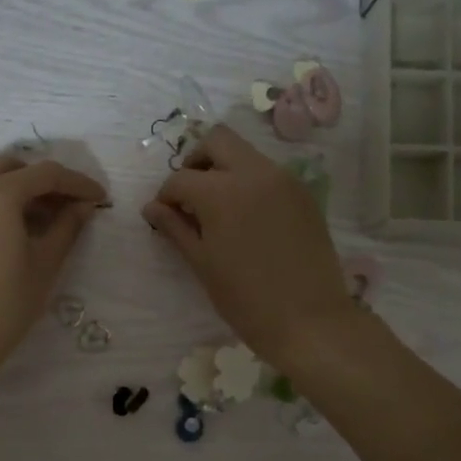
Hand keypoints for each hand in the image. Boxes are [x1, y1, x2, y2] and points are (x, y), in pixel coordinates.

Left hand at [0, 155, 107, 378]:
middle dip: (41, 181)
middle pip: (10, 168)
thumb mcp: (46, 264)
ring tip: (33, 219)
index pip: (46, 174)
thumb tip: (83, 206)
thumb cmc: (7, 302)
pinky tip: (1, 233)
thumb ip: (67, 227)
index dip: (77, 182)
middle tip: (64, 206)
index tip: (98, 197)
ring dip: (12, 189)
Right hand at [143, 125, 353, 368]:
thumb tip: (152, 208)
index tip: (163, 217)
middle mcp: (254, 173)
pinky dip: (250, 184)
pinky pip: (269, 174)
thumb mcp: (202, 263)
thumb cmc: (245, 299)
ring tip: (219, 211)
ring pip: (246, 154)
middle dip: (196, 162)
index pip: (181, 178)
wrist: (309, 320)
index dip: (166, 197)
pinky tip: (247, 220)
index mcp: (221, 191)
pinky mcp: (303, 194)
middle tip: (190, 197)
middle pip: (217, 141)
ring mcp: (284, 180)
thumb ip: (175, 228)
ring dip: (225, 170)